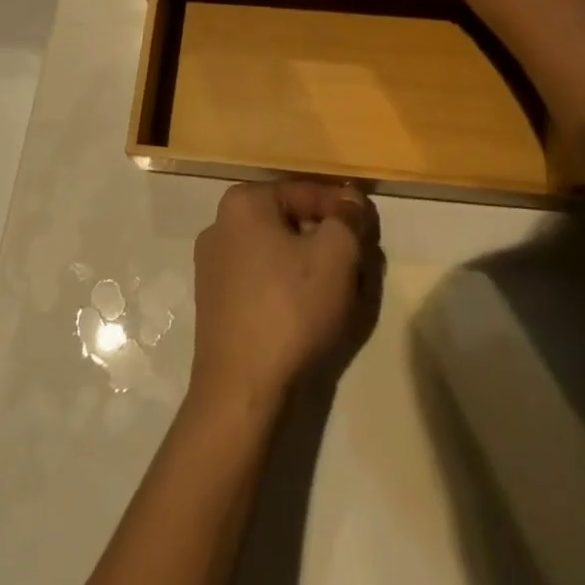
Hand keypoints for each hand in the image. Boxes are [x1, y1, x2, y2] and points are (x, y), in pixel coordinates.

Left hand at [189, 182, 379, 417]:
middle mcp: (220, 225)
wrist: (242, 392)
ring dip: (312, 266)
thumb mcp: (337, 254)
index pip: (308, 192)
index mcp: (244, 202)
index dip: (345, 210)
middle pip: (292, 222)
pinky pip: (263, 281)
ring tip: (341, 292)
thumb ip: (348, 218)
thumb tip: (351, 201)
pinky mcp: (215, 304)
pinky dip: (289, 289)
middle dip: (328, 239)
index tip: (371, 233)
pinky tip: (311, 314)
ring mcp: (213, 267)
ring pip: (279, 253)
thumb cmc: (291, 309)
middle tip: (359, 264)